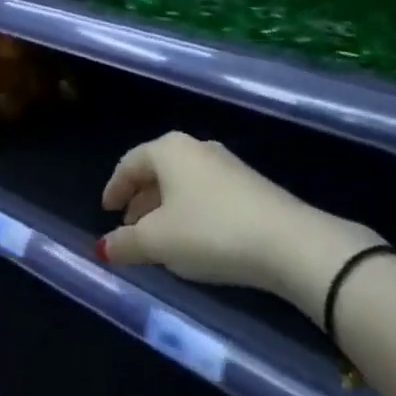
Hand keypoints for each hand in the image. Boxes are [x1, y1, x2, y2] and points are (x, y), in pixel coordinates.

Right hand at [99, 132, 380, 315]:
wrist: (290, 243)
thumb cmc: (210, 232)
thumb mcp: (158, 242)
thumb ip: (125, 243)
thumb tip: (104, 247)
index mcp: (168, 150)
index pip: (129, 164)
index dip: (114, 189)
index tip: (106, 212)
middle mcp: (196, 148)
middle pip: (157, 171)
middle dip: (140, 200)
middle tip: (129, 228)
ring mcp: (227, 165)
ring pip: (183, 183)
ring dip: (165, 208)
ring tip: (160, 239)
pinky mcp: (251, 186)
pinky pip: (207, 194)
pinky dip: (191, 212)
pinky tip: (195, 239)